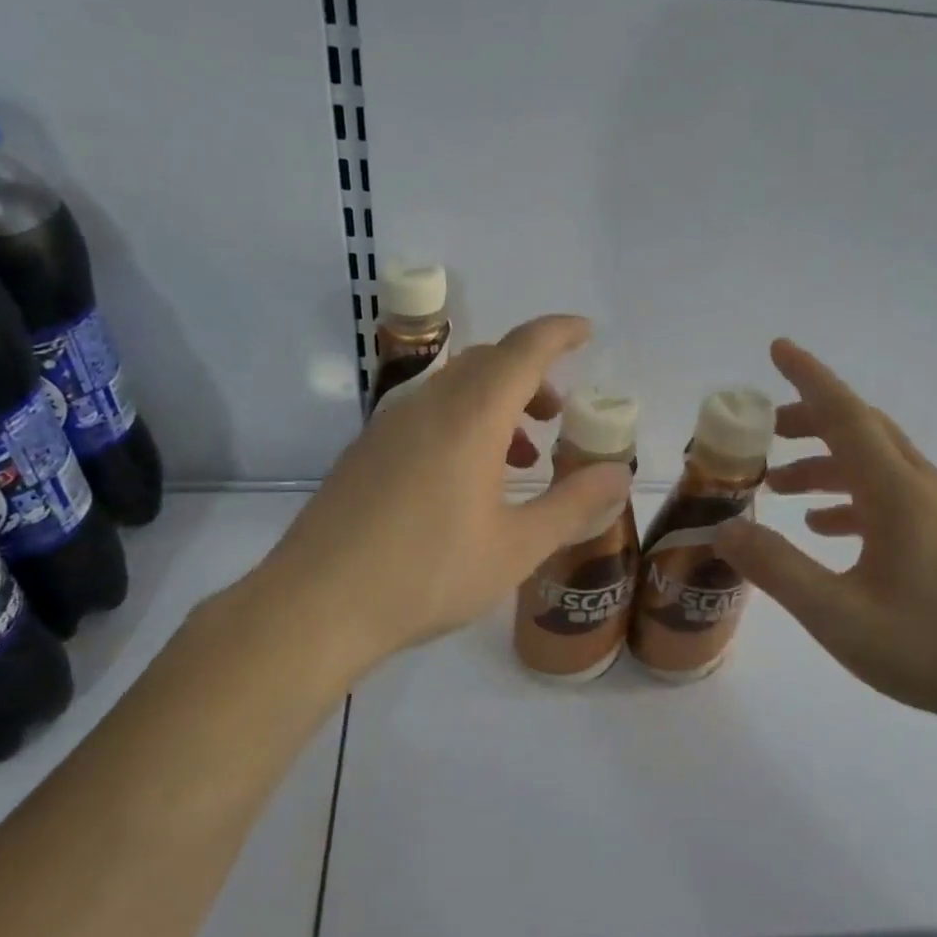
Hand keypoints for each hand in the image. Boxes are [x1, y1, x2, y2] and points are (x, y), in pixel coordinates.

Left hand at [264, 315, 634, 677]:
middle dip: (530, 375)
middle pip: (487, 362)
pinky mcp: (366, 450)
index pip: (523, 350)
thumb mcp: (516, 547)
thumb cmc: (428, 574)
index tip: (586, 331)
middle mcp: (427, 405)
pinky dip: (462, 421)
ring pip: (454, 387)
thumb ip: (573, 505)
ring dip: (496, 402)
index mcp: (471, 418)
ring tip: (520, 455)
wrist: (317, 605)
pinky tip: (466, 479)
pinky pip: (426, 412)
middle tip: (557, 414)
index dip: (559, 333)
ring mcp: (389, 425)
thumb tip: (619, 473)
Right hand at [713, 340, 936, 736]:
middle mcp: (925, 489)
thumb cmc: (928, 649)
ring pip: (879, 464)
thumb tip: (724, 530)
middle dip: (811, 422)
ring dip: (828, 464)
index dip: (810, 379)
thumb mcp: (836, 615)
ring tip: (783, 489)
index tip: (779, 349)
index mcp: (899, 494)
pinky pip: (896, 495)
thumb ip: (776, 568)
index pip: (847, 416)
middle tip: (765, 435)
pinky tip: (829, 529)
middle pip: (863, 431)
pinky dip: (855, 497)